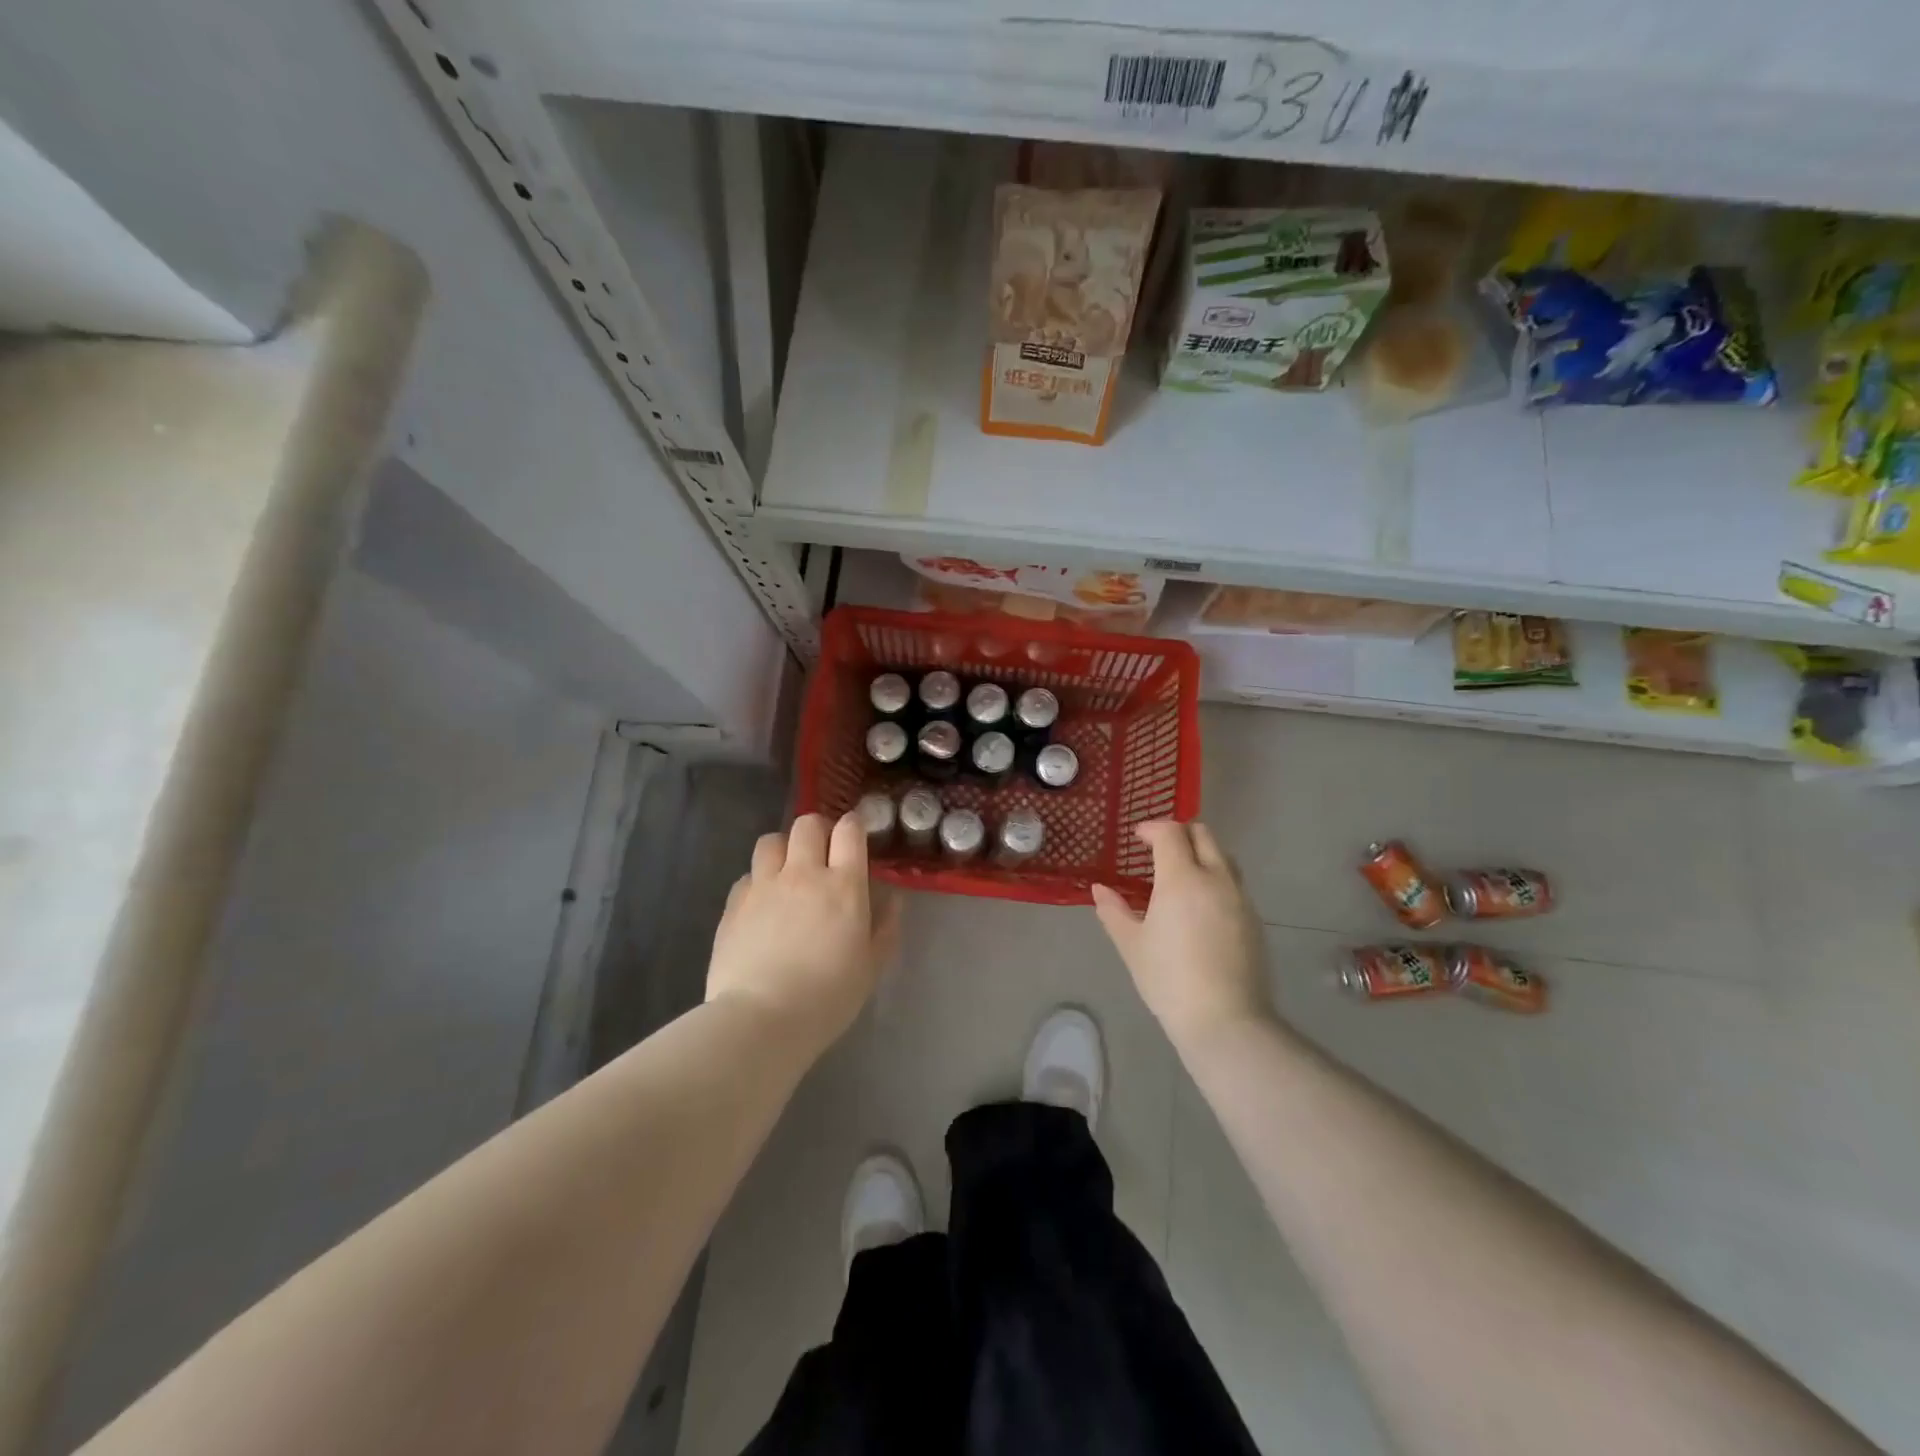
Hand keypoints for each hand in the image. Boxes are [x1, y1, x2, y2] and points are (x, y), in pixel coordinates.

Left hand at [707, 812, 901, 1055]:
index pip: (849, 830)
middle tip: (822, 855)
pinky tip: (761, 906)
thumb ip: (885, 928)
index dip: (853, 827)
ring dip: (783, 850)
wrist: (761, 1019)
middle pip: (807, 824)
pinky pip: (747, 875)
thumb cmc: (827, 997)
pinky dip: (757, 882)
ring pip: (771, 840)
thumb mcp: (870, 967)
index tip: (855, 840)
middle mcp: (803, 873)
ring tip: (787, 873)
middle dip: (818, 831)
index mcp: (843, 885)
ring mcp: (764, 885)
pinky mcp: (734, 903)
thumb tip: (893, 899)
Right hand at [1092, 821, 1269, 1048]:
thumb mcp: (1131, 945)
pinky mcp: (1254, 920)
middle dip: (1179, 833)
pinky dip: (1215, 879)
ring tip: (1180, 876)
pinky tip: (1200, 907)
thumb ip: (1113, 911)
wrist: (1225, 1020)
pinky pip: (1233, 884)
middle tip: (1158, 850)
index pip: (1171, 833)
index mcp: (1182, 879)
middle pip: (1203, 834)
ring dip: (1201, 854)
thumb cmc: (1169, 979)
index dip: (1152, 829)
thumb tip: (1099, 889)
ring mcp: (1240, 898)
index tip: (1137, 838)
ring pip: (1223, 857)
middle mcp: (1215, 879)